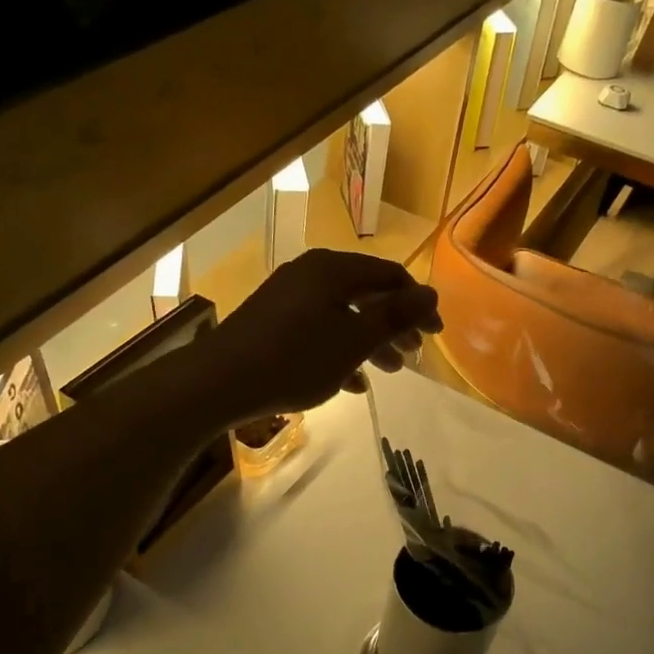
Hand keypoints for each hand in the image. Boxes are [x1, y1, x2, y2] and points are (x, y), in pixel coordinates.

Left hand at [202, 250, 442, 421]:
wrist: (220, 382)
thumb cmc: (296, 359)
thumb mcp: (354, 341)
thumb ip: (395, 316)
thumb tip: (431, 294)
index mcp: (333, 270)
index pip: (390, 275)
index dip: (417, 304)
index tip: (434, 337)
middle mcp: (310, 274)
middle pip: (366, 294)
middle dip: (393, 326)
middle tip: (411, 356)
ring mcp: (288, 297)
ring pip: (342, 314)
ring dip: (369, 342)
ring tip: (387, 372)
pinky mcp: (272, 321)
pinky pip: (317, 329)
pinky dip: (339, 350)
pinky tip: (350, 383)